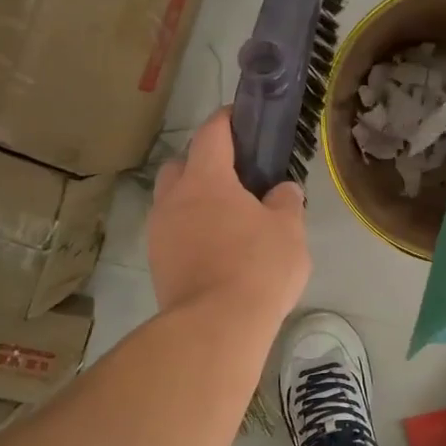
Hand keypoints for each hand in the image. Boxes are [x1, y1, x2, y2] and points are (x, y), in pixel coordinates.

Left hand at [148, 109, 309, 321]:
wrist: (216, 326)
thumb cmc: (258, 267)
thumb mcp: (289, 231)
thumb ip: (286, 203)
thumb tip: (282, 191)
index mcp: (206, 179)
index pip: (211, 134)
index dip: (226, 121)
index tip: (241, 119)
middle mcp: (174, 199)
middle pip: (181, 165)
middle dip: (203, 163)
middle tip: (234, 180)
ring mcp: (159, 233)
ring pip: (172, 202)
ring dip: (194, 202)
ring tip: (226, 221)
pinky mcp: (157, 264)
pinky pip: (172, 234)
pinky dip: (189, 232)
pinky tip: (215, 252)